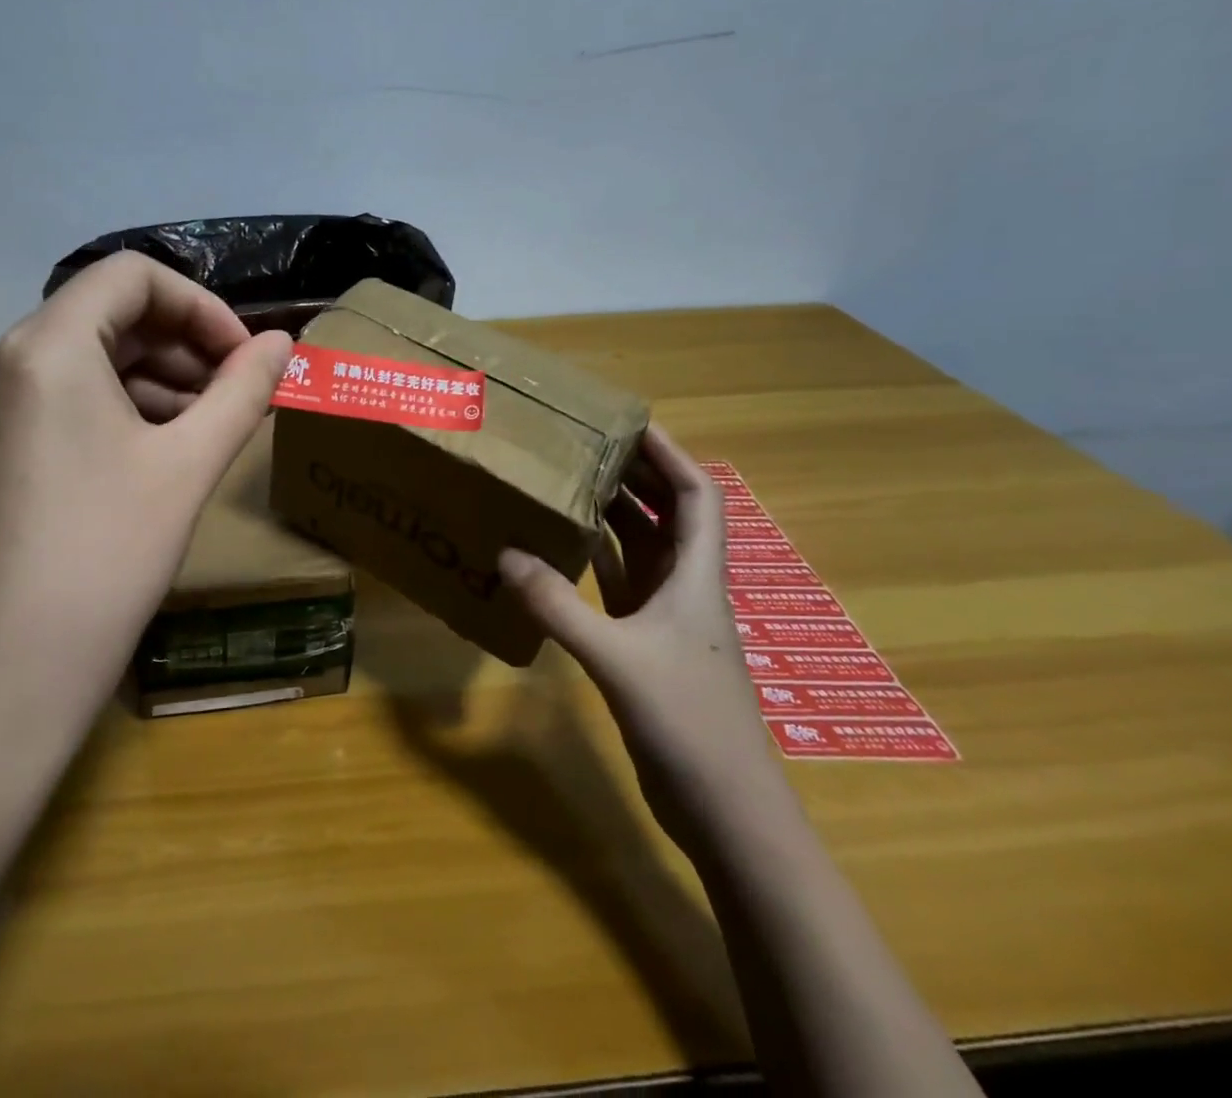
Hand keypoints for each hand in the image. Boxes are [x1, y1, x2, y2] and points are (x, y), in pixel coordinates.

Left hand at [0, 251, 291, 712]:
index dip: (200, 304)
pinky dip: (113, 408)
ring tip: (203, 427)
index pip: (131, 275)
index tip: (243, 357)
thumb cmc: (105, 557)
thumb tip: (283, 342)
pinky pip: (57, 401)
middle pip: (105, 315)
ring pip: (82, 360)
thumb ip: (242, 391)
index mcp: (45, 346)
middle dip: (181, 344)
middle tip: (234, 394)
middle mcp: (1, 362)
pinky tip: (152, 454)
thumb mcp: (187, 465)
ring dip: (152, 378)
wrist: (4, 680)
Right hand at [499, 425, 785, 851]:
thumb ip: (559, 606)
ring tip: (568, 484)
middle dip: (634, 475)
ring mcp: (667, 619)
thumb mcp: (617, 658)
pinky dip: (595, 561)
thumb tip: (506, 554)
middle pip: (667, 514)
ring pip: (643, 549)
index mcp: (696, 577)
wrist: (726, 809)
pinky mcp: (647, 646)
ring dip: (613, 516)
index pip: (696, 495)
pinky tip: (560, 551)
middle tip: (584, 445)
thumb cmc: (689, 723)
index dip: (670, 454)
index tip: (631, 422)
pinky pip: (620, 585)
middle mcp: (686, 587)